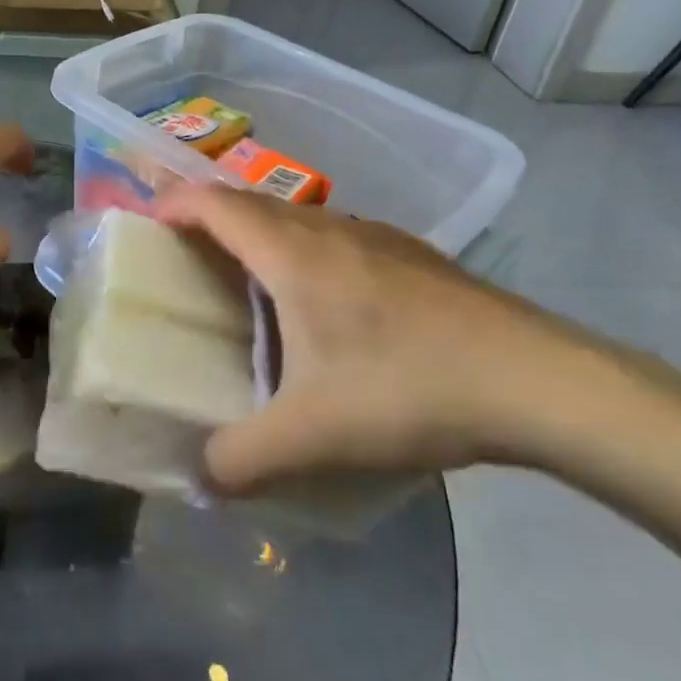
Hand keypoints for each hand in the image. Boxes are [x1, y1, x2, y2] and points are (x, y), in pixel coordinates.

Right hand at [153, 186, 650, 494]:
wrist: (536, 379)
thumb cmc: (407, 388)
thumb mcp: (312, 436)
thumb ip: (241, 460)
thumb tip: (202, 477)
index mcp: (292, 252)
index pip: (214, 203)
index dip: (172, 204)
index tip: (145, 225)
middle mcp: (329, 228)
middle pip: (251, 203)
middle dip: (208, 217)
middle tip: (184, 255)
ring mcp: (376, 236)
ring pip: (297, 218)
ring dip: (259, 233)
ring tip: (247, 279)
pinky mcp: (412, 255)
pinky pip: (335, 237)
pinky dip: (304, 251)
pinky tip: (325, 305)